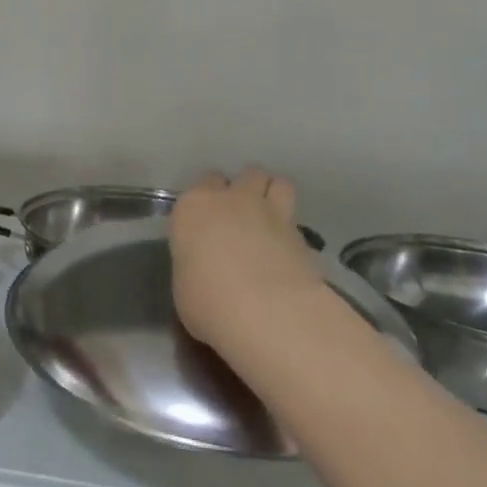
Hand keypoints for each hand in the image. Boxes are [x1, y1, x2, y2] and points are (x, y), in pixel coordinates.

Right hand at [170, 167, 326, 351]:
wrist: (267, 311)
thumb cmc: (209, 302)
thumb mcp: (185, 285)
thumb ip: (195, 263)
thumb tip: (206, 267)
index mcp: (194, 207)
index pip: (200, 186)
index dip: (206, 202)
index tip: (206, 223)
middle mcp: (232, 199)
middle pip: (242, 175)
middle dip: (241, 190)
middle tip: (239, 217)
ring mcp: (270, 211)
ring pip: (275, 182)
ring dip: (271, 194)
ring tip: (268, 219)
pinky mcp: (301, 231)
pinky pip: (294, 216)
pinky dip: (290, 226)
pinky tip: (286, 247)